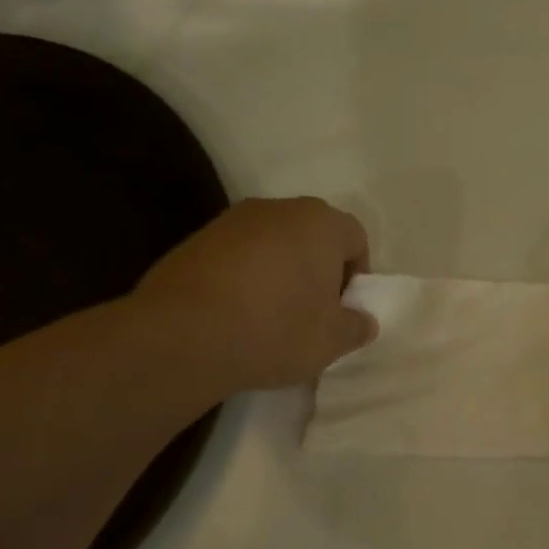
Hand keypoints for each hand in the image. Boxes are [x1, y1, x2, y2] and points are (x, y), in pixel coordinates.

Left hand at [137, 197, 376, 391]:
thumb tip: (363, 320)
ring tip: (271, 317)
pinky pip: (238, 256)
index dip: (356, 276)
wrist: (184, 334)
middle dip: (318, 271)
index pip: (356, 238)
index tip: (342, 310)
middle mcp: (278, 208)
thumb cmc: (276, 330)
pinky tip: (237, 314)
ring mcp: (232, 220)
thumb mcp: (332, 341)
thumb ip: (356, 326)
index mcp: (321, 223)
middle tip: (312, 313)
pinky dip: (246, 278)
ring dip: (281, 274)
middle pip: (313, 236)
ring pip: (273, 244)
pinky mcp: (197, 239)